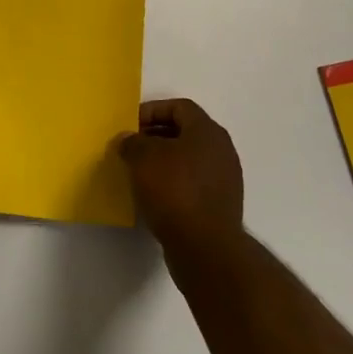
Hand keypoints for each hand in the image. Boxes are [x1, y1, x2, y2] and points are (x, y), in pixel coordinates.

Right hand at [119, 98, 244, 255]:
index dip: (152, 111)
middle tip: (130, 147)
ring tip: (137, 172)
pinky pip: (192, 182)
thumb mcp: (143, 158)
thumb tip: (128, 140)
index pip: (179, 107)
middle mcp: (222, 150)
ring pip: (188, 159)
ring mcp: (224, 179)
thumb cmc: (174, 191)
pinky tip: (153, 195)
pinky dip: (172, 183)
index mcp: (208, 131)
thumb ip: (132, 142)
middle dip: (155, 136)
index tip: (130, 125)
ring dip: (163, 161)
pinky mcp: (220, 204)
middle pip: (185, 132)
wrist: (205, 247)